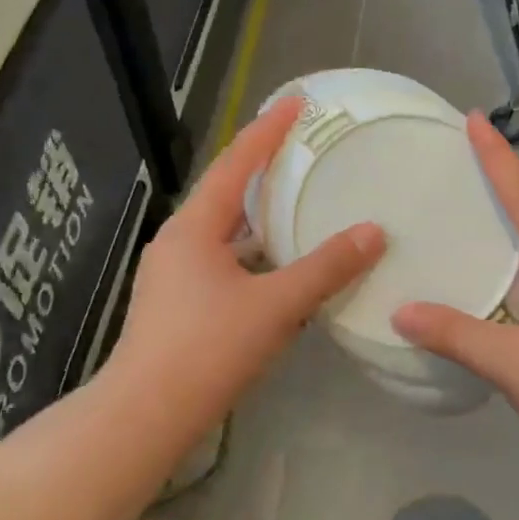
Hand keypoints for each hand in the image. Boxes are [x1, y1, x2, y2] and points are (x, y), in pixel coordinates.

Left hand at [106, 96, 385, 437]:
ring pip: (225, 232)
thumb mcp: (275, 306)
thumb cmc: (207, 350)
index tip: (297, 102)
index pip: (236, 163)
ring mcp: (174, 275)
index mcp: (194, 228)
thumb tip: (374, 232)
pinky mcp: (178, 305)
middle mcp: (179, 242)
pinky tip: (280, 268)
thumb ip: (325, 268)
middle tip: (303, 149)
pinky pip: (223, 261)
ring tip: (299, 202)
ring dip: (259, 216)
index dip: (268, 130)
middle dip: (263, 168)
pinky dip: (254, 254)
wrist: (144, 417)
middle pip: (226, 193)